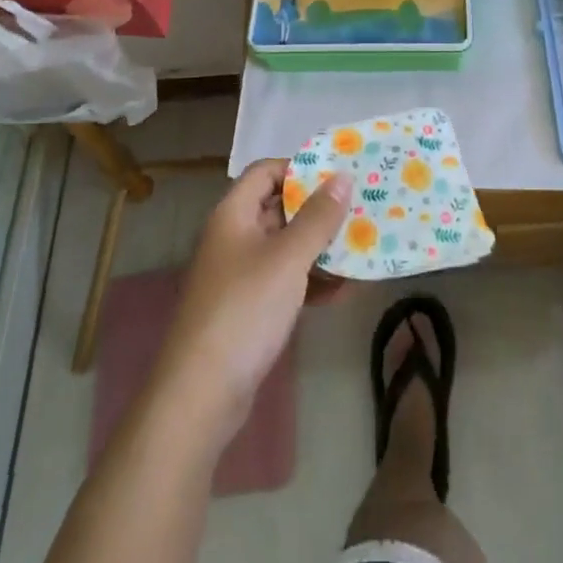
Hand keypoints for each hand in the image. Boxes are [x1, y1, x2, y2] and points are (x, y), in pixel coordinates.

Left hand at [155, 159, 351, 438]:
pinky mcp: (247, 308)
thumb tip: (342, 177)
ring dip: (319, 248)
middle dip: (317, 210)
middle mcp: (233, 237)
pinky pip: (283, 280)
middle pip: (278, 208)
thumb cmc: (245, 310)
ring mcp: (239, 274)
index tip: (337, 176)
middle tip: (359, 210)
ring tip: (360, 249)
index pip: (266, 171)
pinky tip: (342, 291)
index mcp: (234, 214)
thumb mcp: (288, 258)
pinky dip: (309, 281)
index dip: (299, 168)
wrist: (202, 394)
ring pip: (284, 246)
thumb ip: (317, 218)